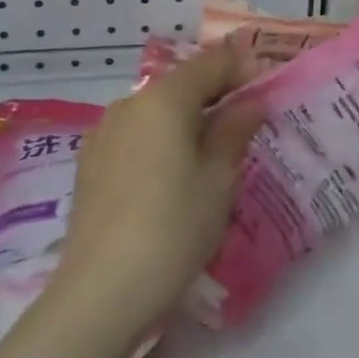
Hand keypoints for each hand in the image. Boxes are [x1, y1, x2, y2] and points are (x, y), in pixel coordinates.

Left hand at [58, 42, 265, 338]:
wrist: (99, 296)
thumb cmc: (173, 228)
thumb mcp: (219, 179)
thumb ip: (236, 130)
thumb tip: (250, 103)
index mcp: (164, 98)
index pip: (212, 61)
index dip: (245, 68)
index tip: (269, 91)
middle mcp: (129, 104)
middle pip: (182, 83)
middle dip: (218, 95)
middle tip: (248, 123)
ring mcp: (103, 134)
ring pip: (158, 110)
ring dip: (189, 119)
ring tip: (213, 152)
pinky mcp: (89, 165)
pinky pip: (136, 136)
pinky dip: (162, 140)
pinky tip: (174, 175)